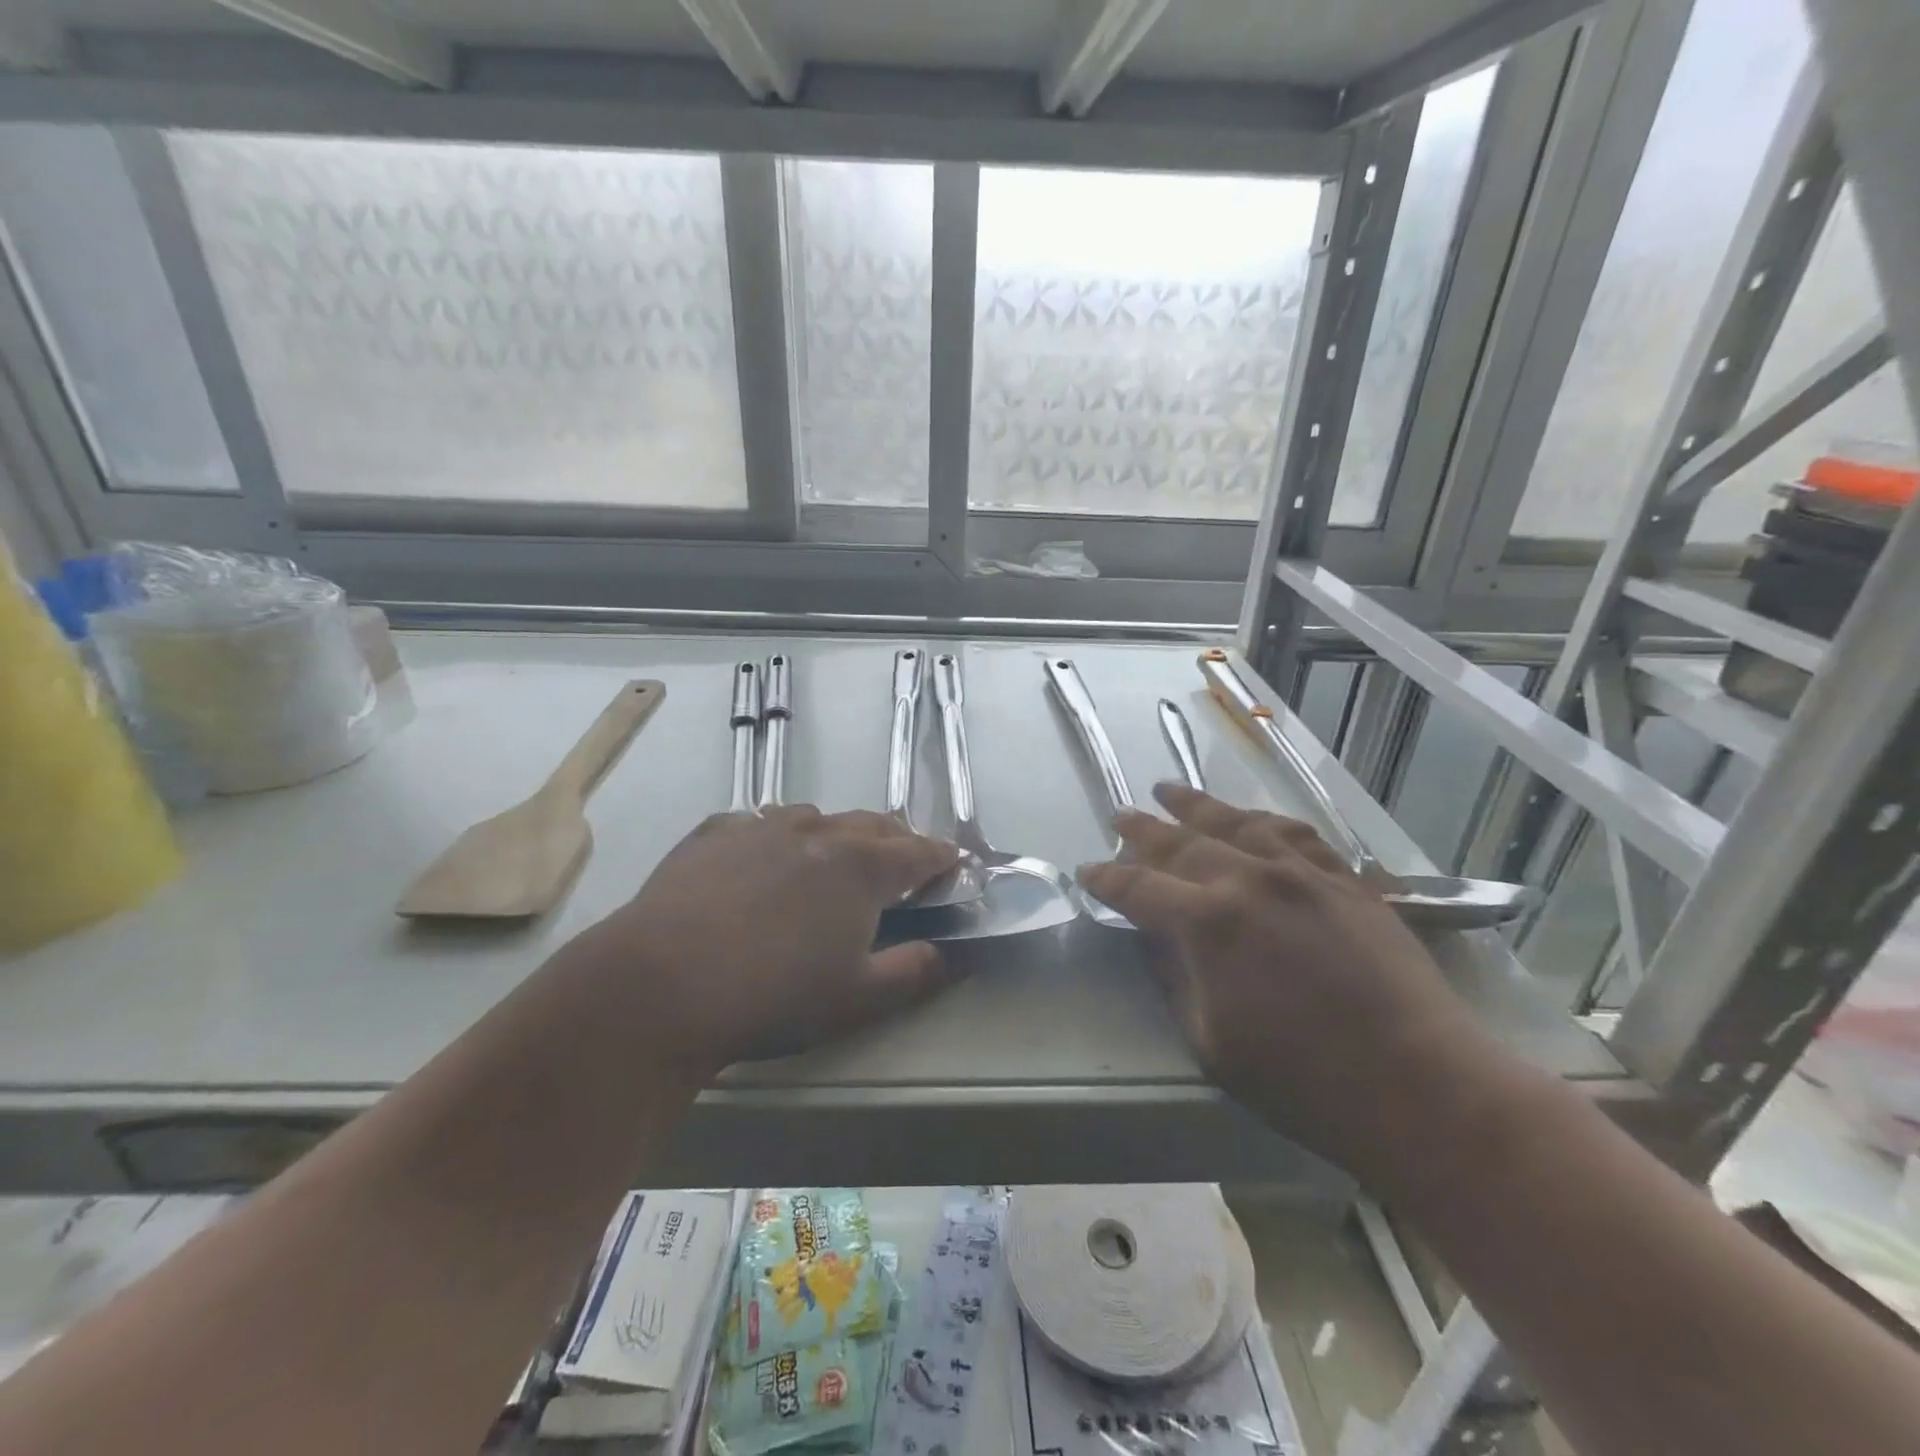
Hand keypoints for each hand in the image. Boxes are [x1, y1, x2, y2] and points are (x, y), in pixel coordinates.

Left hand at [567, 807, 961, 1077]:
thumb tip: (951, 954)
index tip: (954, 864)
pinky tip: (763, 862)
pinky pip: (759, 824)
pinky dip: (777, 838)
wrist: (661, 984)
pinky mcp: (714, 833)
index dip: (942, 858)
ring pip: (816, 817)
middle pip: (872, 825)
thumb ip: (914, 971)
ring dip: (836, 835)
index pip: (918, 852)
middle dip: (896, 841)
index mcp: (861, 866)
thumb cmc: (773, 994)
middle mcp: (817, 831)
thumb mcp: (858, 998)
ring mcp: (761, 826)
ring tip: (833, 861)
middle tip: (903, 866)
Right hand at [1081, 784, 1503, 1177]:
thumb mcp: (1211, 1041)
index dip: (1107, 880)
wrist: (1420, 1086)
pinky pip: (1297, 835)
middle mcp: (1251, 881)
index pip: (1139, 889)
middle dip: (1142, 829)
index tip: (1088, 872)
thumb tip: (1156, 935)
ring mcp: (1303, 874)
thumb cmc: (1303, 1081)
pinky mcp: (1347, 881)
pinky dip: (1265, 822)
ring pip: (1237, 824)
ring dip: (1197, 806)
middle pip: (1182, 842)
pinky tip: (1253, 819)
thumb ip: (1175, 976)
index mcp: (1209, 923)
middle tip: (1119, 815)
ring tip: (1170, 790)